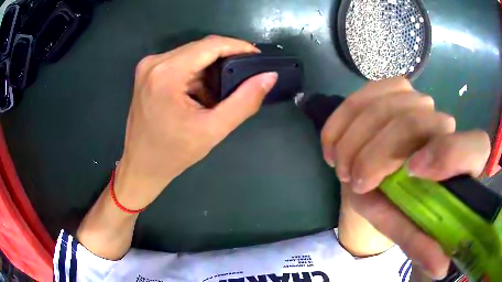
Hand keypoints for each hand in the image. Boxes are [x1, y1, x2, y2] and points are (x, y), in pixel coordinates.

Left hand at [115, 35, 277, 209]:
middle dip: (225, 59)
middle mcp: (154, 62)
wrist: (141, 166)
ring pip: (191, 55)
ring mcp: (148, 67)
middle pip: (200, 48)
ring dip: (210, 69)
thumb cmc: (173, 154)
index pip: (210, 45)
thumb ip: (245, 101)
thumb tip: (269, 76)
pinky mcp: (148, 73)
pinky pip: (180, 64)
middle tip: (246, 76)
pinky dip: (196, 75)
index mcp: (167, 73)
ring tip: (223, 92)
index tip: (257, 56)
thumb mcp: (213, 129)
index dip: (238, 46)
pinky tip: (202, 94)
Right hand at [321, 77, 490, 277]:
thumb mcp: (411, 229)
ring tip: (341, 165)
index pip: (475, 146)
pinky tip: (334, 140)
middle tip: (352, 180)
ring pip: (388, 105)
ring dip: (356, 136)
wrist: (390, 180)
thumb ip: (424, 244)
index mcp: (464, 161)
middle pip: (416, 120)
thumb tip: (440, 270)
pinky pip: (368, 92)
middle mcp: (446, 124)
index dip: (448, 154)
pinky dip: (344, 116)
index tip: (411, 174)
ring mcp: (420, 102)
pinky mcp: (395, 91)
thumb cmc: (407, 208)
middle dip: (378, 152)